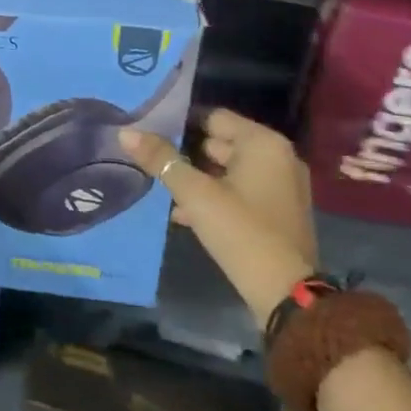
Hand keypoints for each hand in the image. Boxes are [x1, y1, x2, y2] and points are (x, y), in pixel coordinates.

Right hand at [120, 109, 317, 325]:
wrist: (285, 294)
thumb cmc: (240, 230)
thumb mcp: (194, 193)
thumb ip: (161, 160)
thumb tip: (125, 132)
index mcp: (263, 143)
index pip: (213, 117)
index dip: (180, 122)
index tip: (150, 131)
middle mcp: (278, 157)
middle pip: (221, 142)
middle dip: (186, 153)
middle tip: (151, 159)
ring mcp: (283, 187)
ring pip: (229, 170)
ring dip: (198, 178)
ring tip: (163, 188)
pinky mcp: (279, 213)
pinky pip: (241, 192)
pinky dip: (216, 197)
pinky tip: (185, 213)